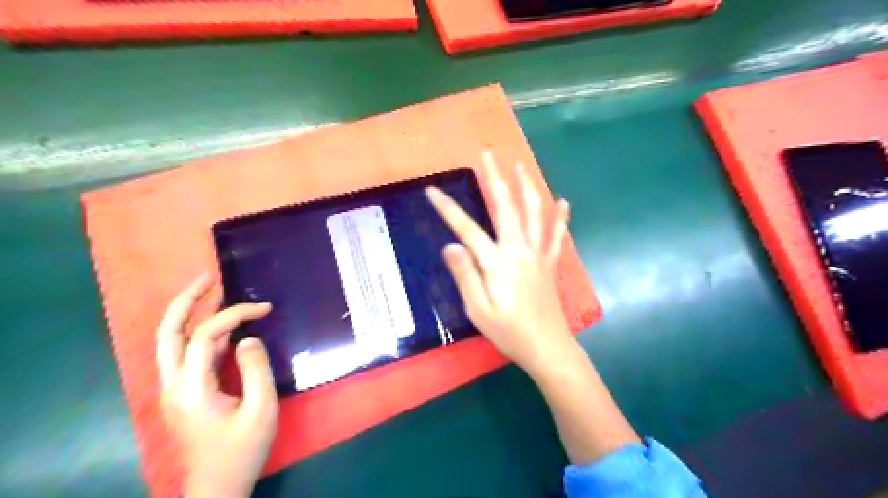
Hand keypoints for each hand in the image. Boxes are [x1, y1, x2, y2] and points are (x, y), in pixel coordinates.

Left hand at [156, 274, 278, 497]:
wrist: (217, 487)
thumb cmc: (241, 450)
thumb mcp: (261, 409)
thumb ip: (256, 369)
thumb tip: (249, 338)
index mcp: (190, 388)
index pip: (206, 335)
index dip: (235, 315)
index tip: (264, 308)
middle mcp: (172, 384)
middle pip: (167, 332)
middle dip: (186, 300)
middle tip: (208, 277)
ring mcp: (173, 390)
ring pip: (170, 341)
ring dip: (188, 314)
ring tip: (211, 292)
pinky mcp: (182, 394)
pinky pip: (185, 354)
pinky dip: (200, 333)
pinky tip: (222, 328)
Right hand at [425, 149, 575, 375]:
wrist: (547, 347)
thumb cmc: (509, 332)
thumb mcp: (478, 310)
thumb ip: (466, 275)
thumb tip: (451, 245)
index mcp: (497, 262)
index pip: (466, 229)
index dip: (448, 209)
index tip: (432, 190)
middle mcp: (518, 250)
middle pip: (505, 207)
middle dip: (495, 178)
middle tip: (488, 154)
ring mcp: (537, 254)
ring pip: (534, 213)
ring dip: (527, 186)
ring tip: (521, 165)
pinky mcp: (549, 263)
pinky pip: (556, 235)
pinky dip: (560, 217)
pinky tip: (563, 202)